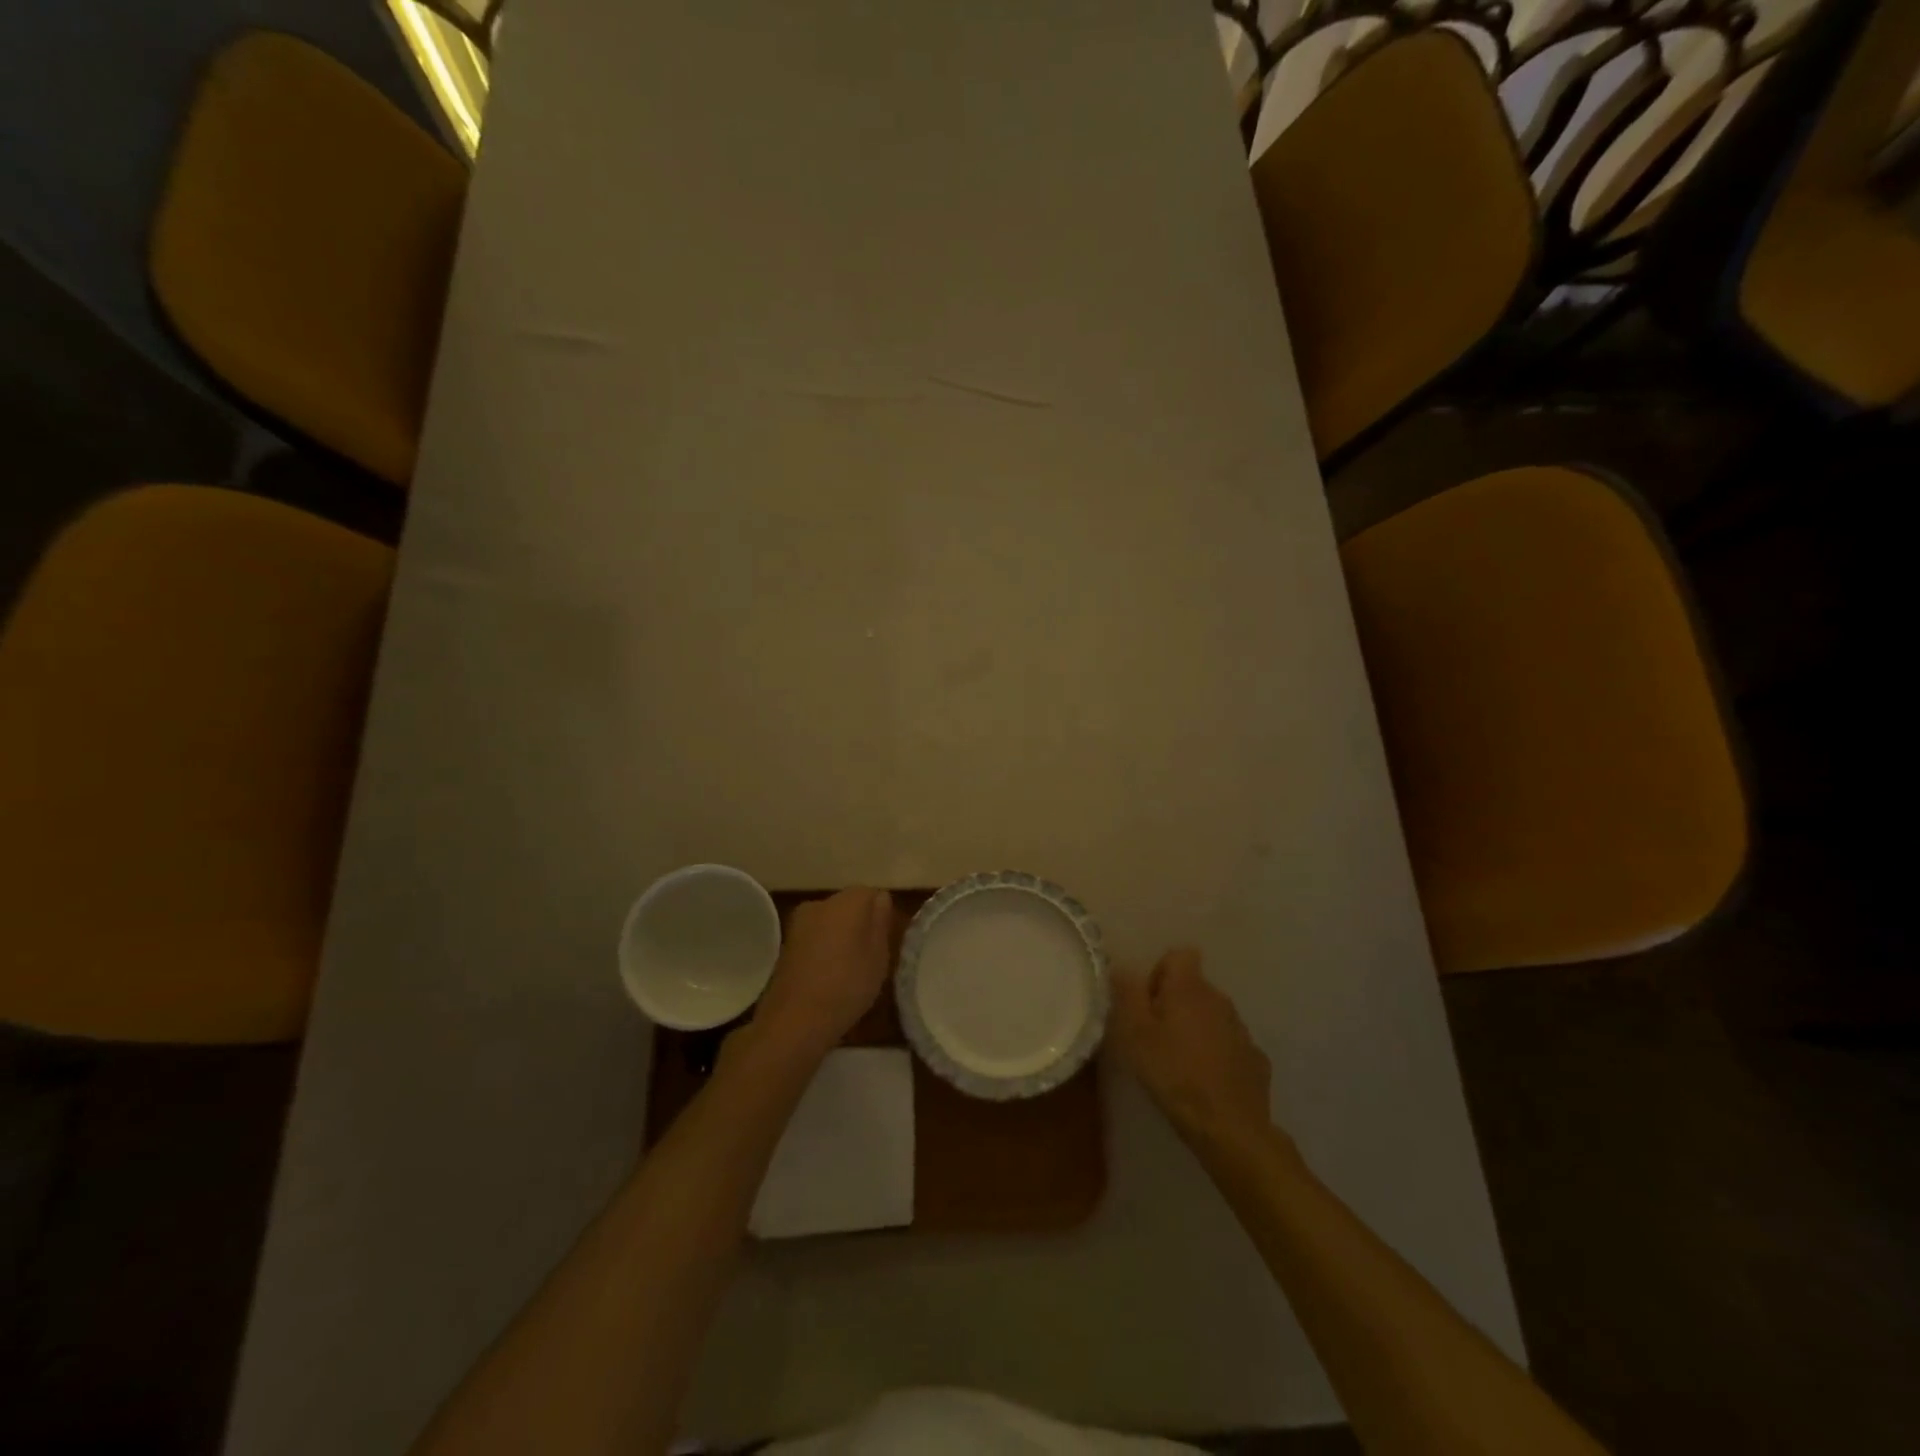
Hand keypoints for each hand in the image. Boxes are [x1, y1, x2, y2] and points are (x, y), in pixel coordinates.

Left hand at [752, 887, 894, 1058]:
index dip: (880, 915)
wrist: (794, 1021)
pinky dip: (823, 950)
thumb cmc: (847, 985)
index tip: (886, 940)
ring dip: (840, 938)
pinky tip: (828, 976)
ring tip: (850, 970)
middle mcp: (819, 903)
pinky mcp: (785, 945)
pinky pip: (814, 938)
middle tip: (871, 956)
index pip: (871, 893)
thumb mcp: (879, 956)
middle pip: (848, 906)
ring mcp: (798, 923)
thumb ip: (880, 921)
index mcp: (846, 901)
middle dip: (859, 924)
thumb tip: (881, 898)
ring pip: (829, 922)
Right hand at [1111, 948, 1271, 1149]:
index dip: (1160, 972)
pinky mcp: (1255, 1058)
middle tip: (1155, 1037)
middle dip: (1174, 1003)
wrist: (1230, 1127)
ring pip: (1212, 1015)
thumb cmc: (1174, 1074)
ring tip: (1179, 1061)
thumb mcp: (1135, 1033)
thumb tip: (1123, 967)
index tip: (1147, 1003)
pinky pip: (1229, 1044)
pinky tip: (1206, 1080)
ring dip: (1196, 1028)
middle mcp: (1220, 999)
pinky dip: (1216, 1053)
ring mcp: (1241, 1029)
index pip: (1179, 955)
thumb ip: (1127, 994)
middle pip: (1194, 986)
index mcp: (1190, 988)